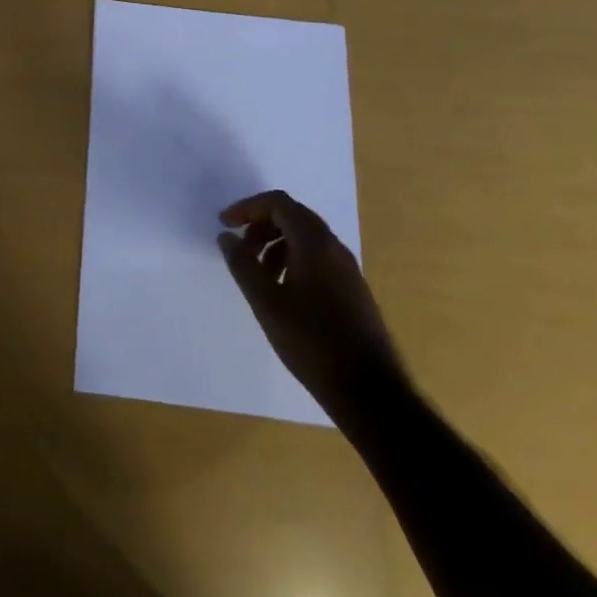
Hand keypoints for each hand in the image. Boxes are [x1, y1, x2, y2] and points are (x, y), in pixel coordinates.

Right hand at [218, 190, 406, 424]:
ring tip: (257, 273)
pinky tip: (282, 292)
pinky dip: (292, 260)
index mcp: (315, 243)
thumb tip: (226, 237)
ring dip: (275, 244)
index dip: (247, 208)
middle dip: (260, 225)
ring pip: (305, 238)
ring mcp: (348, 270)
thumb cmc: (312, 342)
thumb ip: (242, 264)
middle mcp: (334, 248)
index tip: (225, 225)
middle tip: (239, 248)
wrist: (371, 393)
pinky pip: (317, 258)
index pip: (278, 203)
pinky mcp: (353, 290)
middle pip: (292, 216)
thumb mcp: (266, 302)